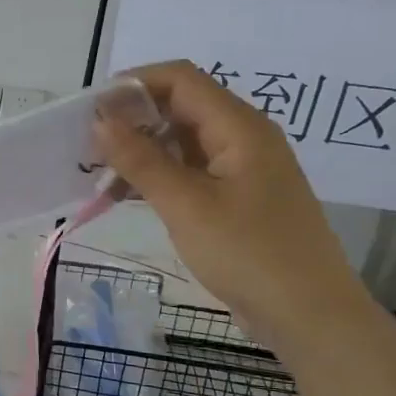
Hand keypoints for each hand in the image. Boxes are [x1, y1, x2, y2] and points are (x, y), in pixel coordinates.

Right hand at [92, 60, 373, 348]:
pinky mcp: (234, 198)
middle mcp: (242, 137)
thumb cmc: (249, 254)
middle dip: (131, 118)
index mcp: (239, 127)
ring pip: (180, 141)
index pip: (180, 79)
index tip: (89, 110)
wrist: (309, 316)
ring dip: (139, 150)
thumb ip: (141, 160)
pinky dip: (156, 176)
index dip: (133, 84)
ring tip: (98, 172)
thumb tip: (100, 120)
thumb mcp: (186, 205)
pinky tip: (125, 195)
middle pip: (179, 106)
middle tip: (86, 144)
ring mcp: (240, 169)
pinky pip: (188, 171)